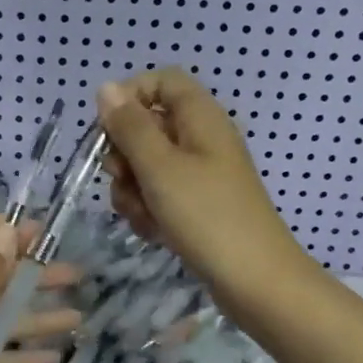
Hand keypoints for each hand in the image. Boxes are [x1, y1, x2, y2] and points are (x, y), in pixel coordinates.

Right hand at [97, 69, 307, 304]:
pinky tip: (153, 232)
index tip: (108, 130)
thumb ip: (130, 126)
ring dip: (132, 190)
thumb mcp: (160, 167)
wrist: (254, 281)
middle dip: (124, 155)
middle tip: (125, 181)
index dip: (130, 97)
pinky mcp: (196, 206)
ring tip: (144, 216)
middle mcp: (201, 139)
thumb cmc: (207, 216)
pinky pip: (158, 195)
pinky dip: (149, 210)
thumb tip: (107, 87)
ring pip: (146, 166)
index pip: (161, 81)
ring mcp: (199, 175)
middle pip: (147, 126)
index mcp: (200, 118)